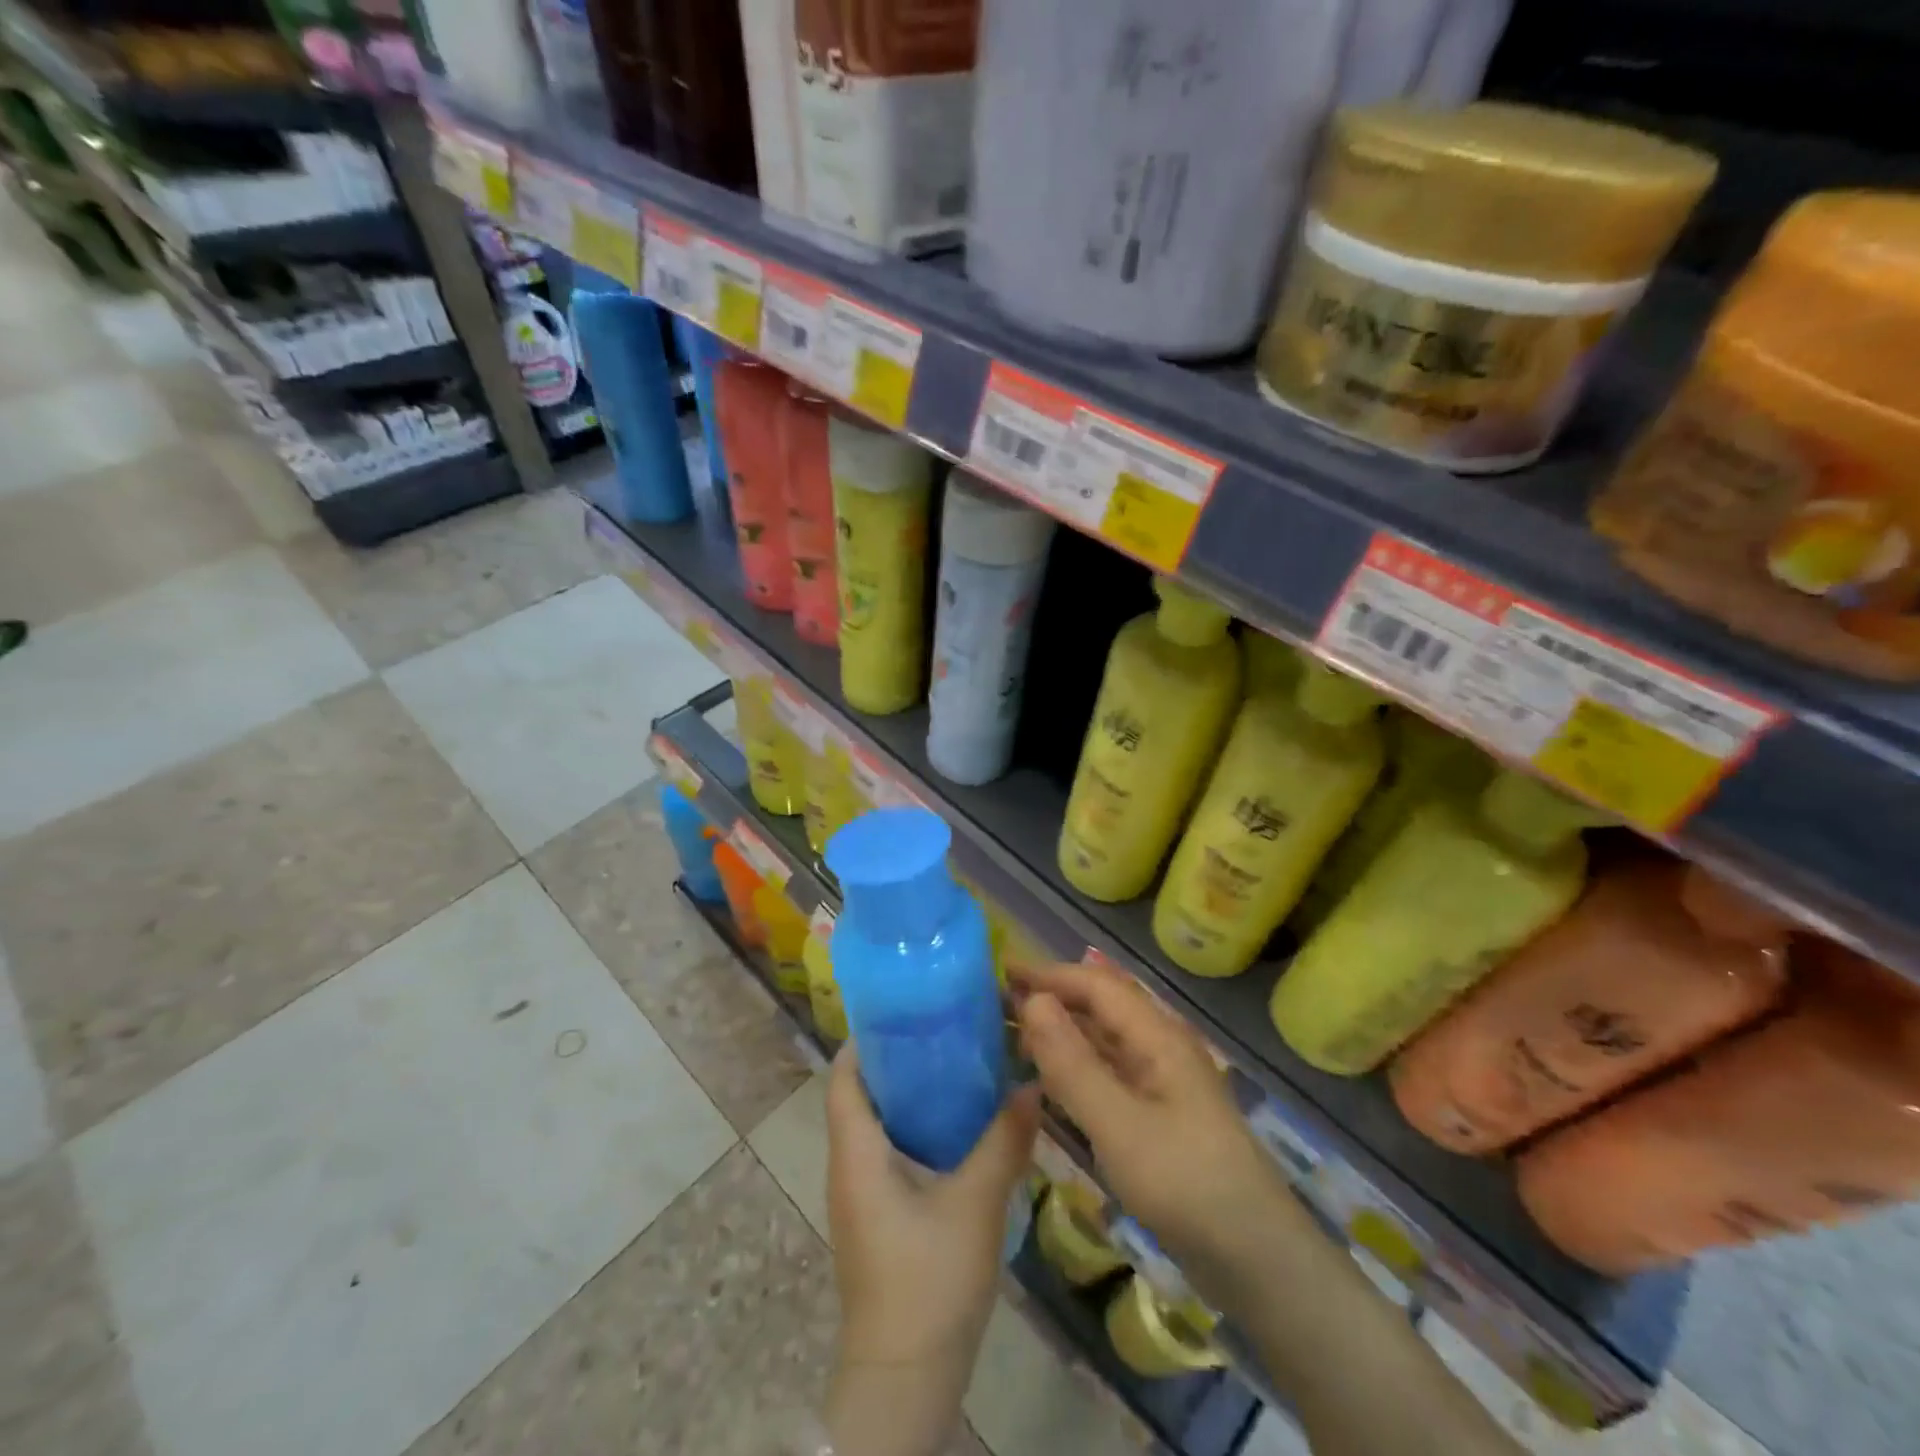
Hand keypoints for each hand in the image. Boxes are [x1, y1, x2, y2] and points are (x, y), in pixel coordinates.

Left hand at [826, 1044, 1038, 1367]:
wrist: (906, 1378)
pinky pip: (891, 1153)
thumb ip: (1004, 1140)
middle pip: (863, 1094)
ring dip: (911, 1093)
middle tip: (946, 1028)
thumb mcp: (975, 1203)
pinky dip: (918, 1128)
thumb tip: (1032, 1083)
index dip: (867, 1037)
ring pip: (879, 1125)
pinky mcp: (879, 1217)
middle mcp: (849, 1166)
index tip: (908, 1007)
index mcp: (856, 1152)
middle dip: (899, 1058)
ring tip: (959, 1064)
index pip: (844, 1075)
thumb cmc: (928, 1280)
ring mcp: (862, 1195)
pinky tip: (960, 1126)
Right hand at [1014, 960, 1297, 1289]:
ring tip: (1013, 1036)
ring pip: (1103, 1040)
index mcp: (1157, 1036)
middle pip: (1100, 1007)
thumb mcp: (1118, 1125)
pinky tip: (1048, 1079)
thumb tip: (1031, 1002)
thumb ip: (1071, 1063)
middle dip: (1052, 998)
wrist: (1257, 1260)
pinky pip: (1107, 1073)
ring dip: (1061, 1032)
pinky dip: (1075, 1066)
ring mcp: (1160, 1082)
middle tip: (998, 1004)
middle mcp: (1159, 1047)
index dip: (1049, 974)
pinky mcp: (1157, 1114)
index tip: (1001, 970)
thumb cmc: (1186, 1184)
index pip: (1095, 985)